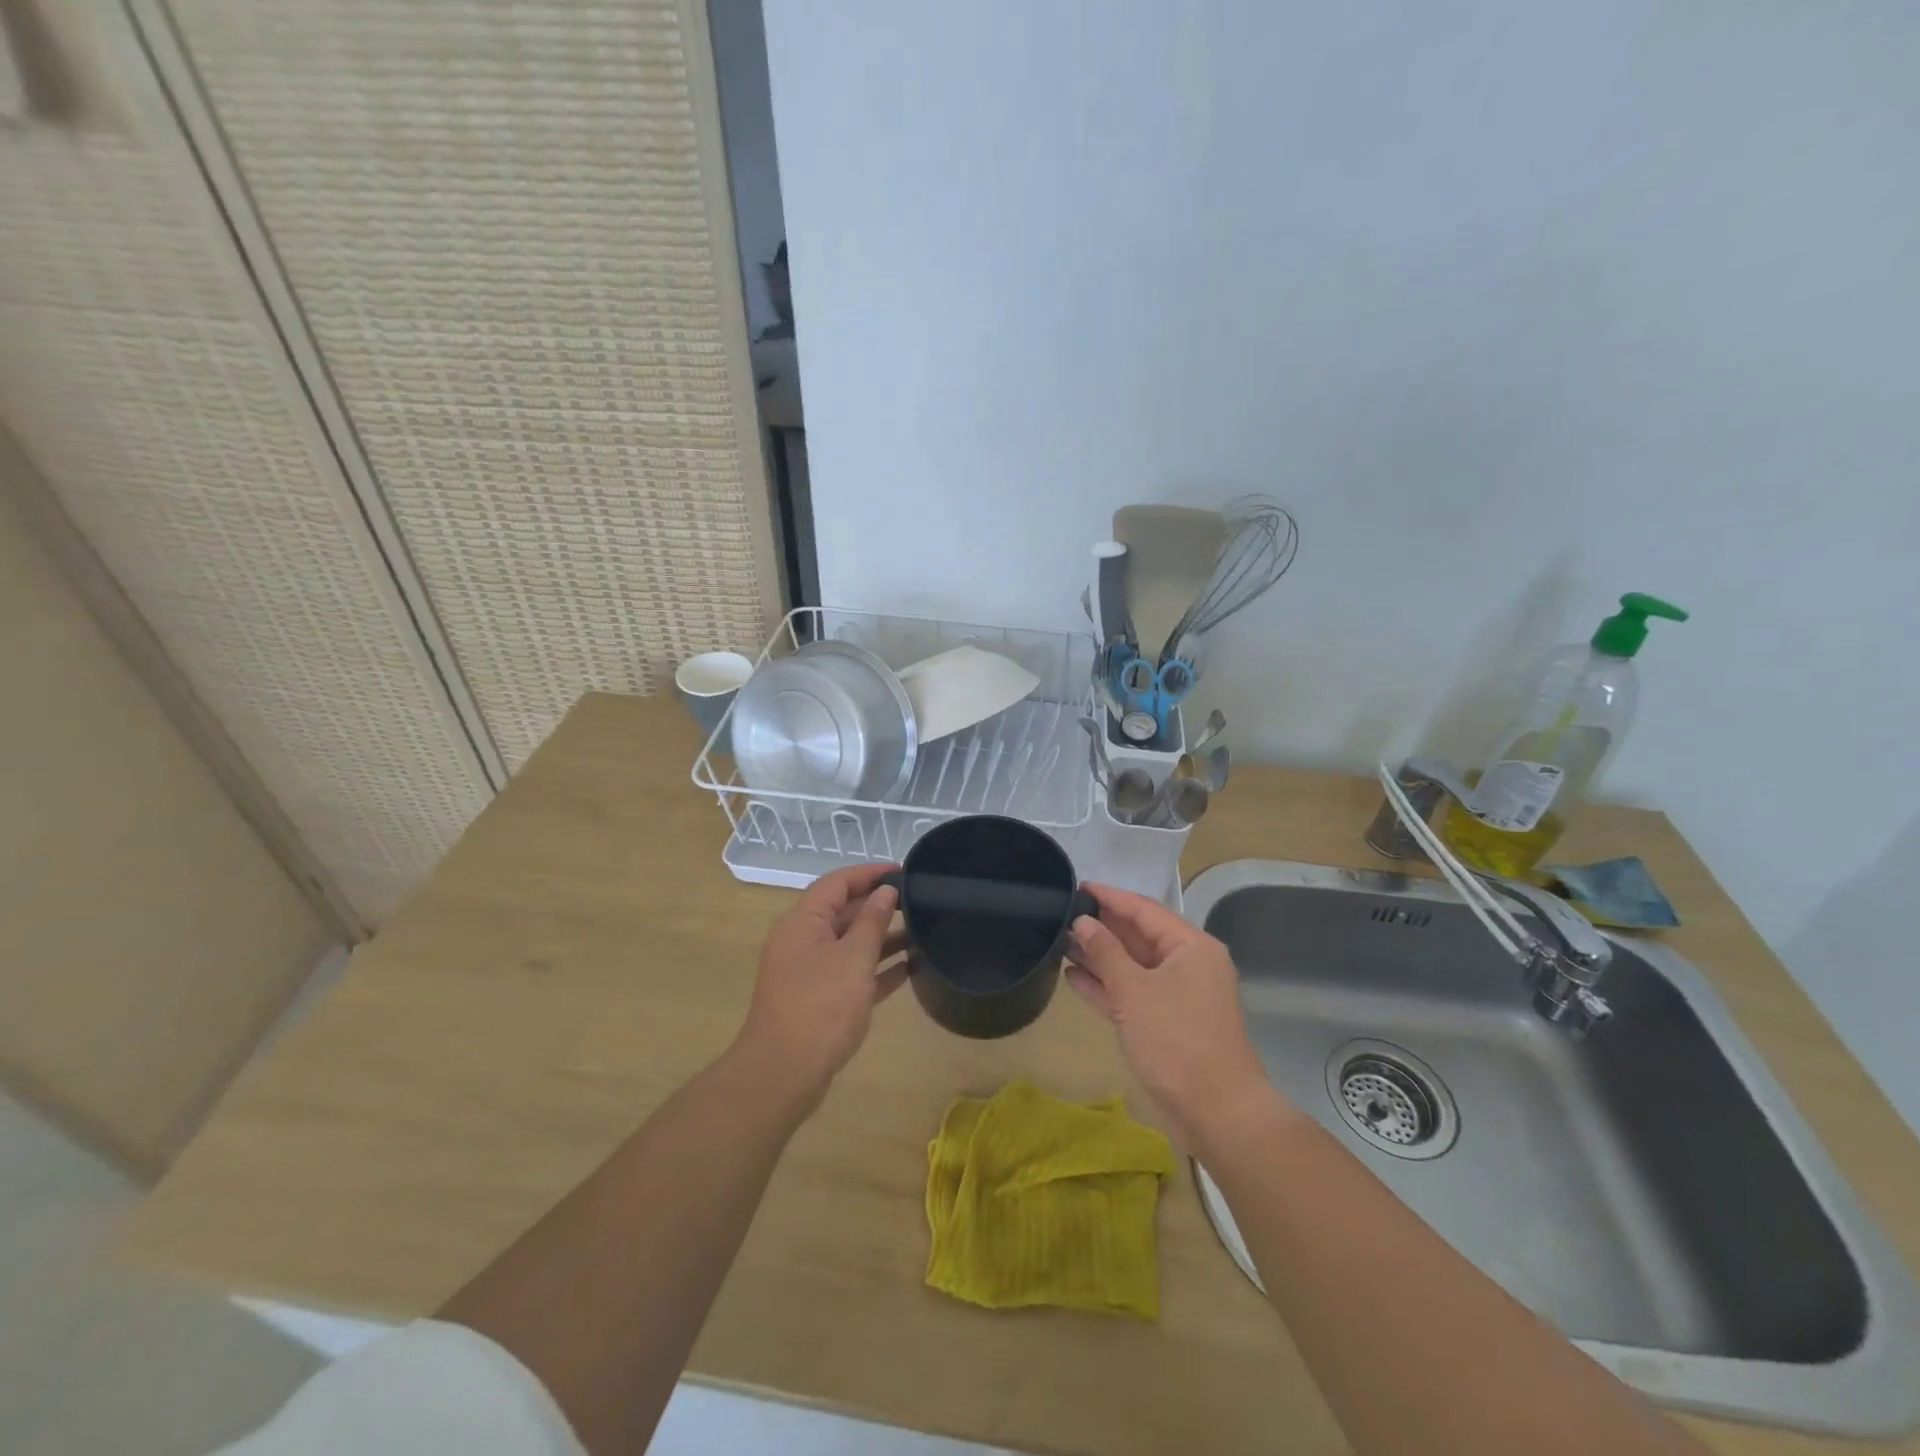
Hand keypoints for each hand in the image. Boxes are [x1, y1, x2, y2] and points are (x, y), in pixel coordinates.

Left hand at [733, 863, 907, 1107]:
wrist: (784, 1074)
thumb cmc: (821, 1006)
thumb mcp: (854, 958)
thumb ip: (872, 921)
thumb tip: (885, 891)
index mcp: (803, 922)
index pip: (837, 883)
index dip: (869, 872)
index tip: (903, 870)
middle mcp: (803, 941)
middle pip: (843, 911)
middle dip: (878, 904)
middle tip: (918, 900)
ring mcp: (809, 972)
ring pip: (849, 944)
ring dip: (881, 937)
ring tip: (921, 932)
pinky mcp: (819, 1000)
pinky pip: (851, 973)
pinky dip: (876, 969)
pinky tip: (909, 969)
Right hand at [1068, 883, 1284, 1148]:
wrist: (1216, 1112)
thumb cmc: (1177, 1040)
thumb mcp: (1134, 991)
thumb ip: (1105, 952)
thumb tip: (1083, 922)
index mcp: (1191, 947)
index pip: (1144, 909)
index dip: (1109, 897)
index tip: (1076, 886)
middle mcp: (1187, 965)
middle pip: (1138, 936)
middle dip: (1101, 928)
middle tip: (1061, 915)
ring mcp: (1177, 996)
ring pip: (1132, 966)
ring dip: (1099, 957)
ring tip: (1059, 942)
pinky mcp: (1165, 1023)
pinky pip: (1131, 994)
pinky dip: (1105, 986)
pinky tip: (1072, 977)